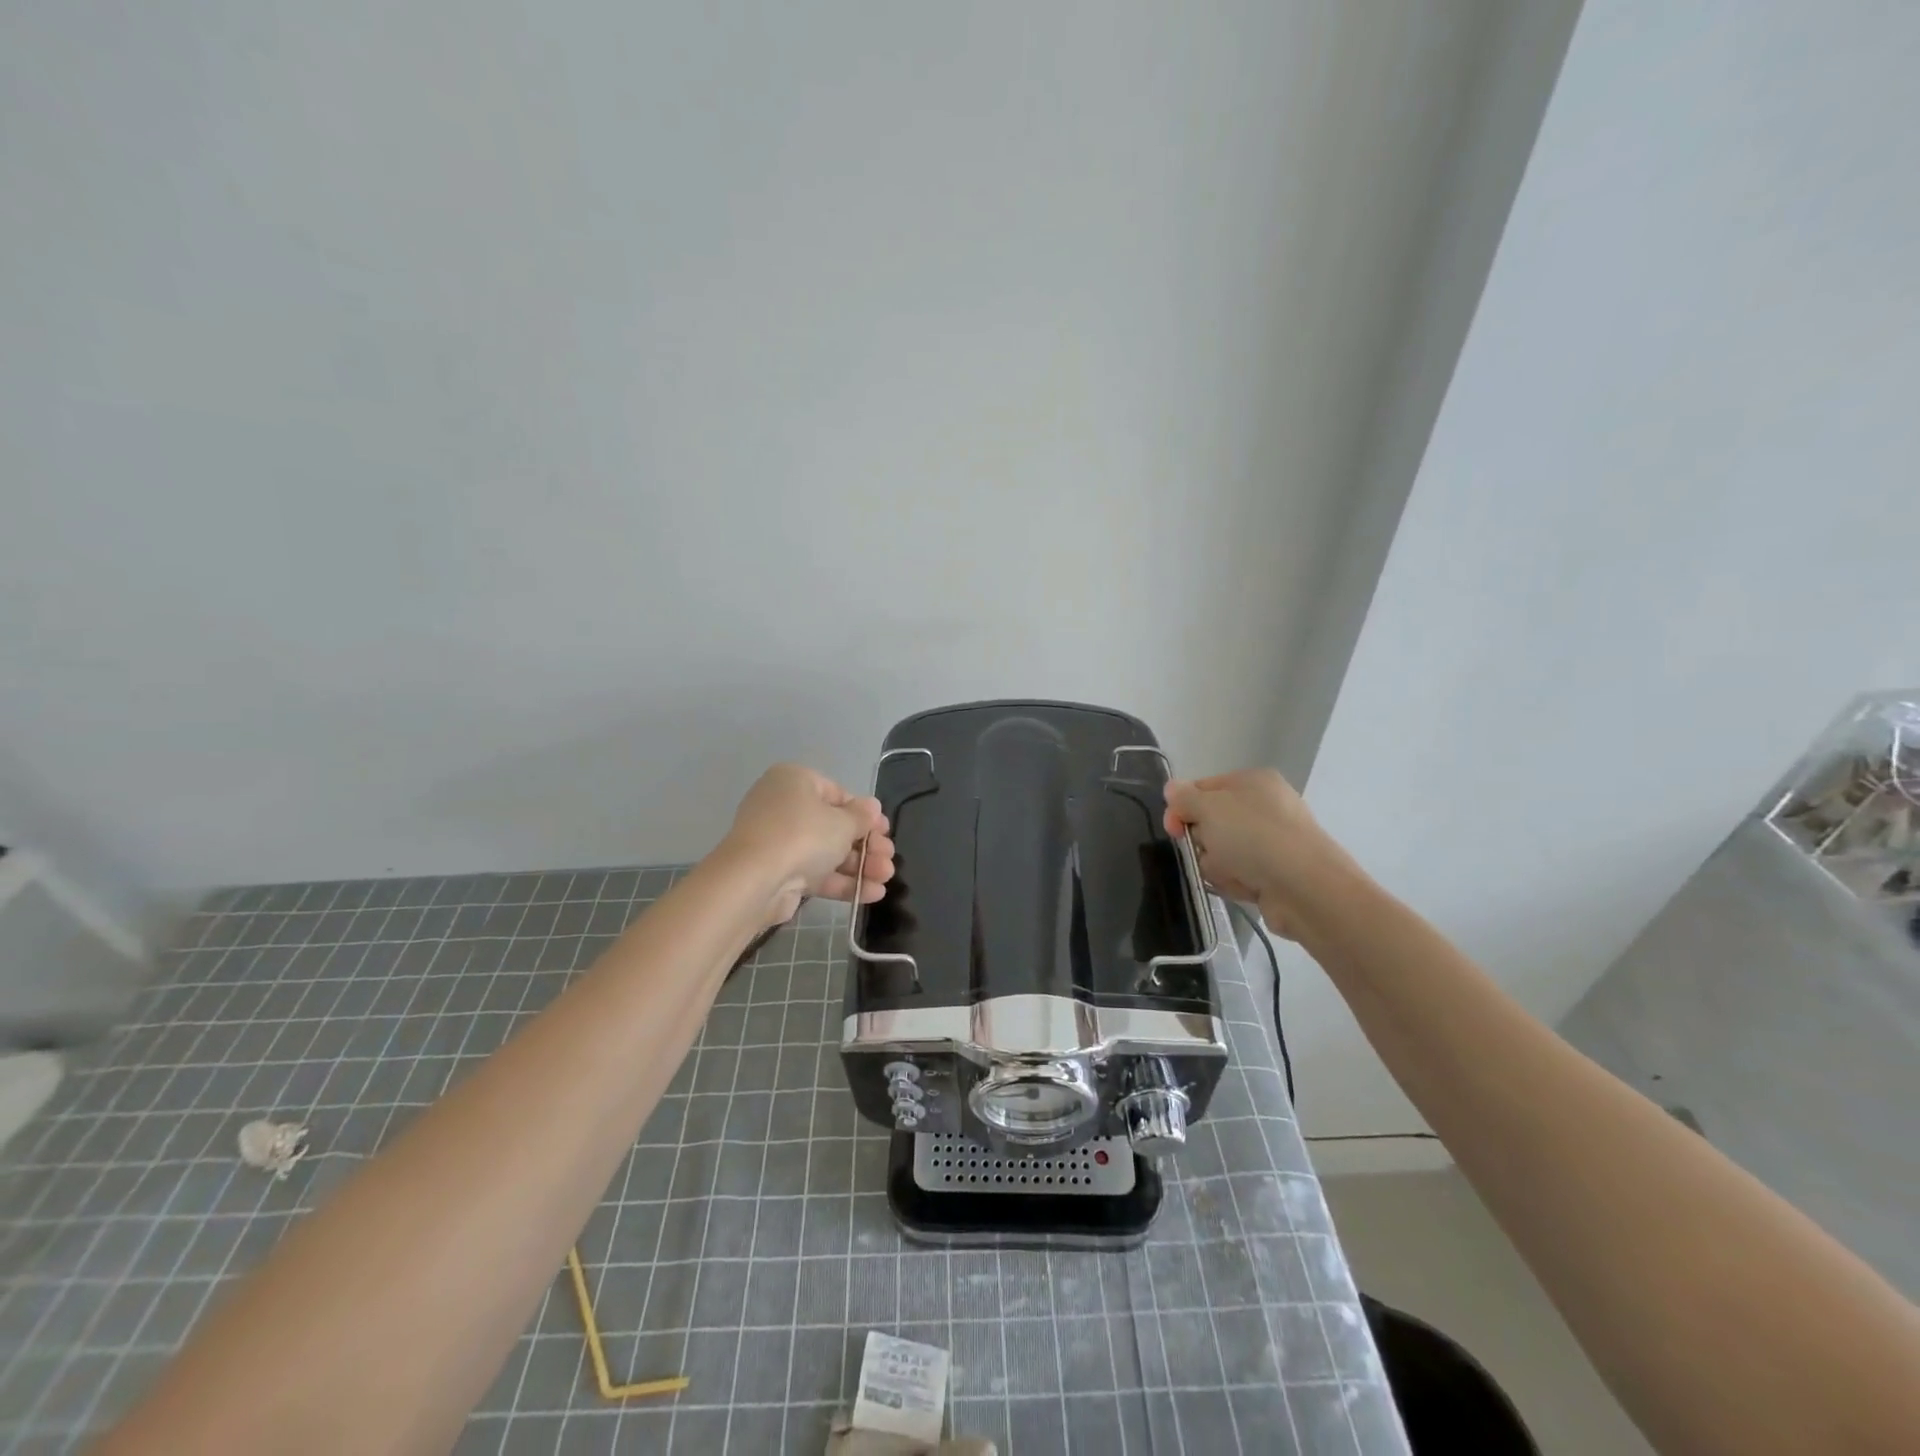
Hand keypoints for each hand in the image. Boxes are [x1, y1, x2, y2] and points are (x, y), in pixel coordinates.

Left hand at [721, 764, 896, 927]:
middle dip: (866, 844)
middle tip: (889, 857)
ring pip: (827, 852)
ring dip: (860, 865)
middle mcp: (783, 807)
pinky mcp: (778, 873)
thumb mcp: (842, 822)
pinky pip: (815, 874)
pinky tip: (872, 893)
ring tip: (887, 877)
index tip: (884, 831)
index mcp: (795, 781)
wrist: (754, 881)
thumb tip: (872, 807)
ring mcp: (778, 842)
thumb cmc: (802, 835)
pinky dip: (842, 882)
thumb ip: (862, 816)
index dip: (864, 814)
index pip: (837, 794)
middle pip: (834, 826)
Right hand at [1162, 768, 1354, 936]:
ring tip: (1234, 873)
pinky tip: (1247, 886)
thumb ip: (1184, 797)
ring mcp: (1273, 840)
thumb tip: (1172, 789)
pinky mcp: (1277, 872)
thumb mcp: (1208, 808)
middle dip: (1203, 840)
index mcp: (1252, 781)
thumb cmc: (1253, 836)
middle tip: (1209, 850)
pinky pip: (1240, 874)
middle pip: (1211, 822)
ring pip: (1222, 851)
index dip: (1181, 807)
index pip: (1201, 788)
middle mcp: (1265, 806)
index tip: (1174, 829)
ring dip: (1218, 865)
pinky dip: (1237, 881)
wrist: (1305, 887)